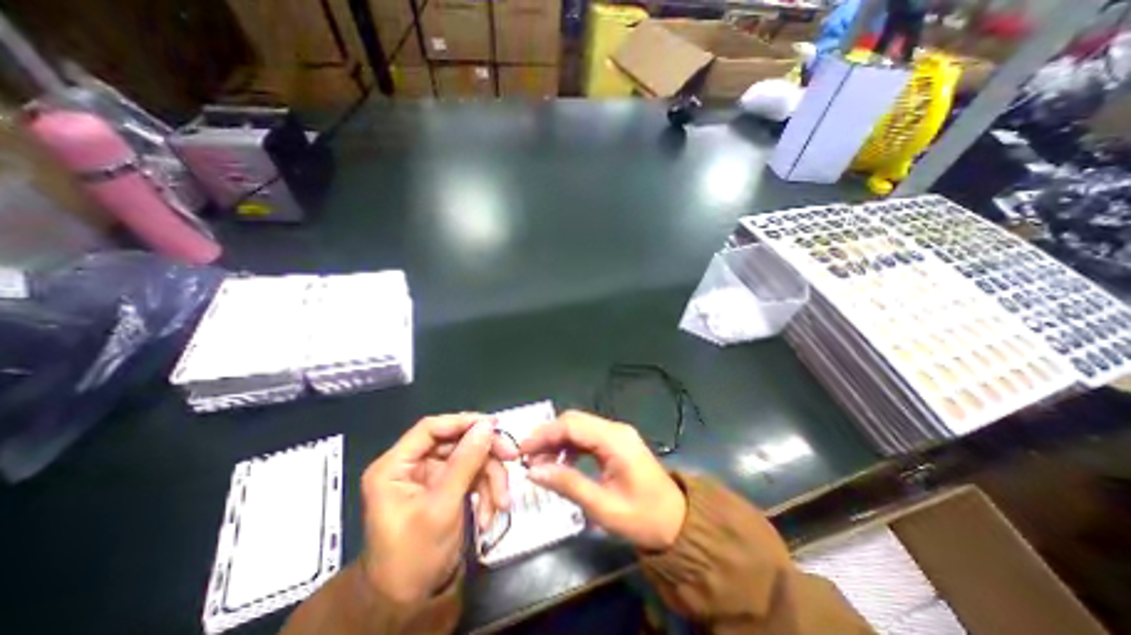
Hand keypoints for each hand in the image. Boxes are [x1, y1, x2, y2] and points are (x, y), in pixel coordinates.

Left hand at [359, 415, 517, 602]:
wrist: (408, 603)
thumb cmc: (414, 556)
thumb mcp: (442, 506)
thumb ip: (466, 462)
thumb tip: (487, 425)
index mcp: (395, 466)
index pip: (431, 428)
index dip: (463, 422)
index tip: (494, 424)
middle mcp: (412, 465)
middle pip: (456, 442)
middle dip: (485, 455)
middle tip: (512, 458)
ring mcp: (430, 476)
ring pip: (469, 459)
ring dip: (490, 479)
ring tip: (501, 504)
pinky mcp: (445, 487)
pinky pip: (471, 477)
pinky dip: (485, 492)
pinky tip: (490, 514)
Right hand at [517, 411, 682, 549]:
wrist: (678, 522)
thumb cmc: (643, 518)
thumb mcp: (603, 507)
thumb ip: (568, 484)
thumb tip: (533, 471)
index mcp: (615, 440)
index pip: (572, 425)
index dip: (544, 434)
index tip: (521, 450)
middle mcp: (615, 429)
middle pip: (574, 421)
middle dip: (549, 435)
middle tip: (527, 456)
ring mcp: (617, 434)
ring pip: (580, 427)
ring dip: (558, 441)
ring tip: (540, 462)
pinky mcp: (617, 443)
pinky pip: (588, 437)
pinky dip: (571, 446)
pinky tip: (562, 463)